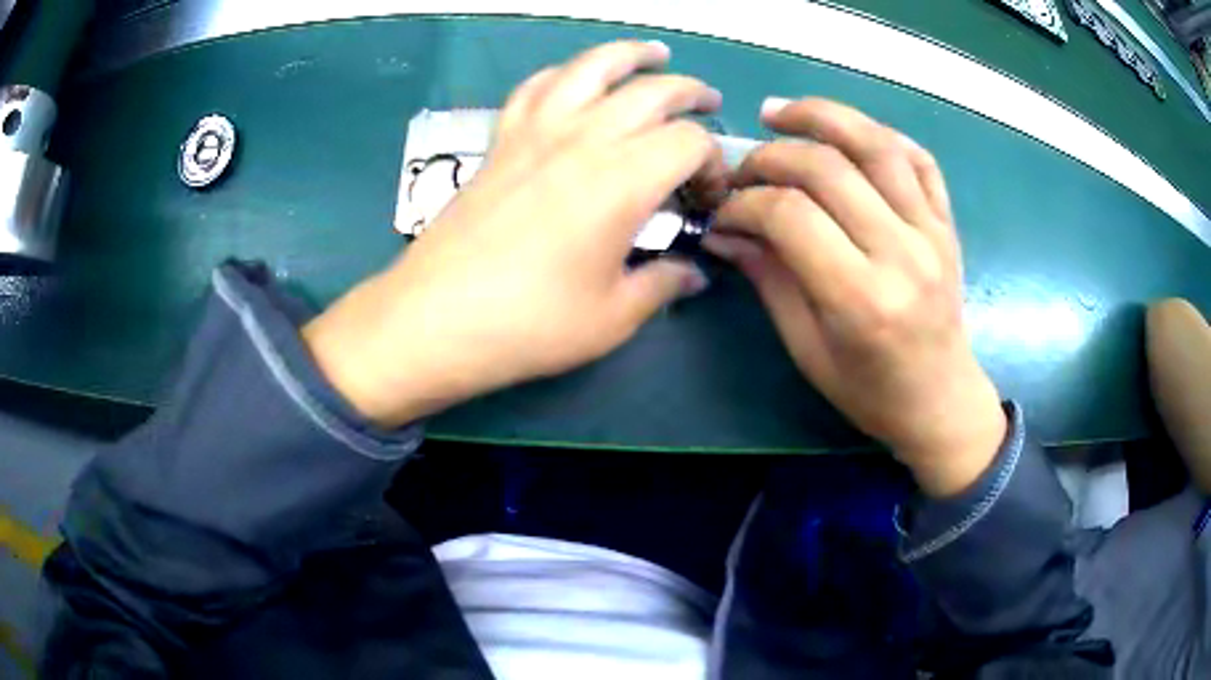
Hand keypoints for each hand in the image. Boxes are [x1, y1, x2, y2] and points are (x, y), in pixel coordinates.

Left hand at [303, 41, 726, 427]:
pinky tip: (575, 80)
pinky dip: (564, 73)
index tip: (708, 194)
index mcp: (623, 180)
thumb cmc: (530, 323)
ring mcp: (536, 131)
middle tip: (709, 105)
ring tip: (655, 54)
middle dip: (691, 93)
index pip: (690, 143)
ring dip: (630, 55)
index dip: (713, 163)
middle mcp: (584, 138)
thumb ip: (662, 285)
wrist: (435, 318)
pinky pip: (536, 86)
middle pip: (652, 91)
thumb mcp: (612, 317)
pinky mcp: (501, 139)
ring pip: (591, 67)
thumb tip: (694, 275)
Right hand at [705, 98, 1005, 496]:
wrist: (940, 401)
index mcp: (861, 298)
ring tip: (781, 113)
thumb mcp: (807, 348)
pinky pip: (918, 158)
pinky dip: (879, 134)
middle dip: (771, 155)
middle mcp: (901, 253)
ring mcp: (931, 231)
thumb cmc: (869, 391)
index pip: (790, 215)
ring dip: (822, 116)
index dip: (745, 202)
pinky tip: (847, 132)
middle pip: (827, 167)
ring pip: (876, 144)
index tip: (723, 210)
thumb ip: (768, 279)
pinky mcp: (946, 223)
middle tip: (744, 167)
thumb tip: (724, 230)